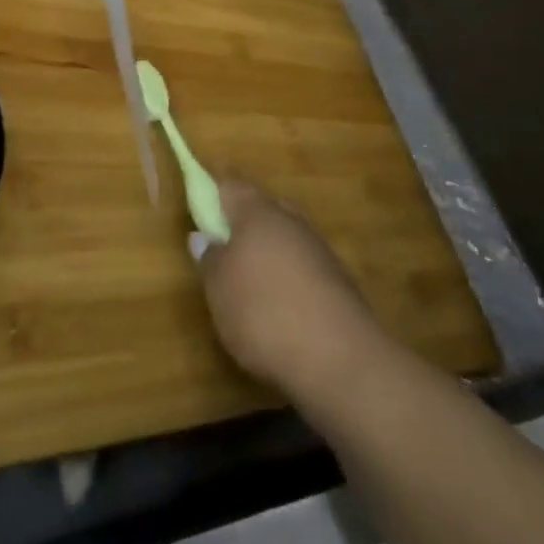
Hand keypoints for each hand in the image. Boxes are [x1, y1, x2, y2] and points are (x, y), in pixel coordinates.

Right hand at [193, 180, 384, 397]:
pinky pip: (305, 266)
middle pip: (264, 207)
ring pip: (287, 237)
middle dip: (245, 221)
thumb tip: (203, 237)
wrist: (340, 359)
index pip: (232, 184)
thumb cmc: (264, 312)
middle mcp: (290, 220)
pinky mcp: (338, 281)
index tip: (203, 205)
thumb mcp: (219, 289)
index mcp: (257, 211)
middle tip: (226, 245)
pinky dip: (290, 277)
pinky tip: (282, 305)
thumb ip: (209, 258)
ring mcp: (319, 249)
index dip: (215, 191)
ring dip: (270, 251)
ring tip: (252, 282)